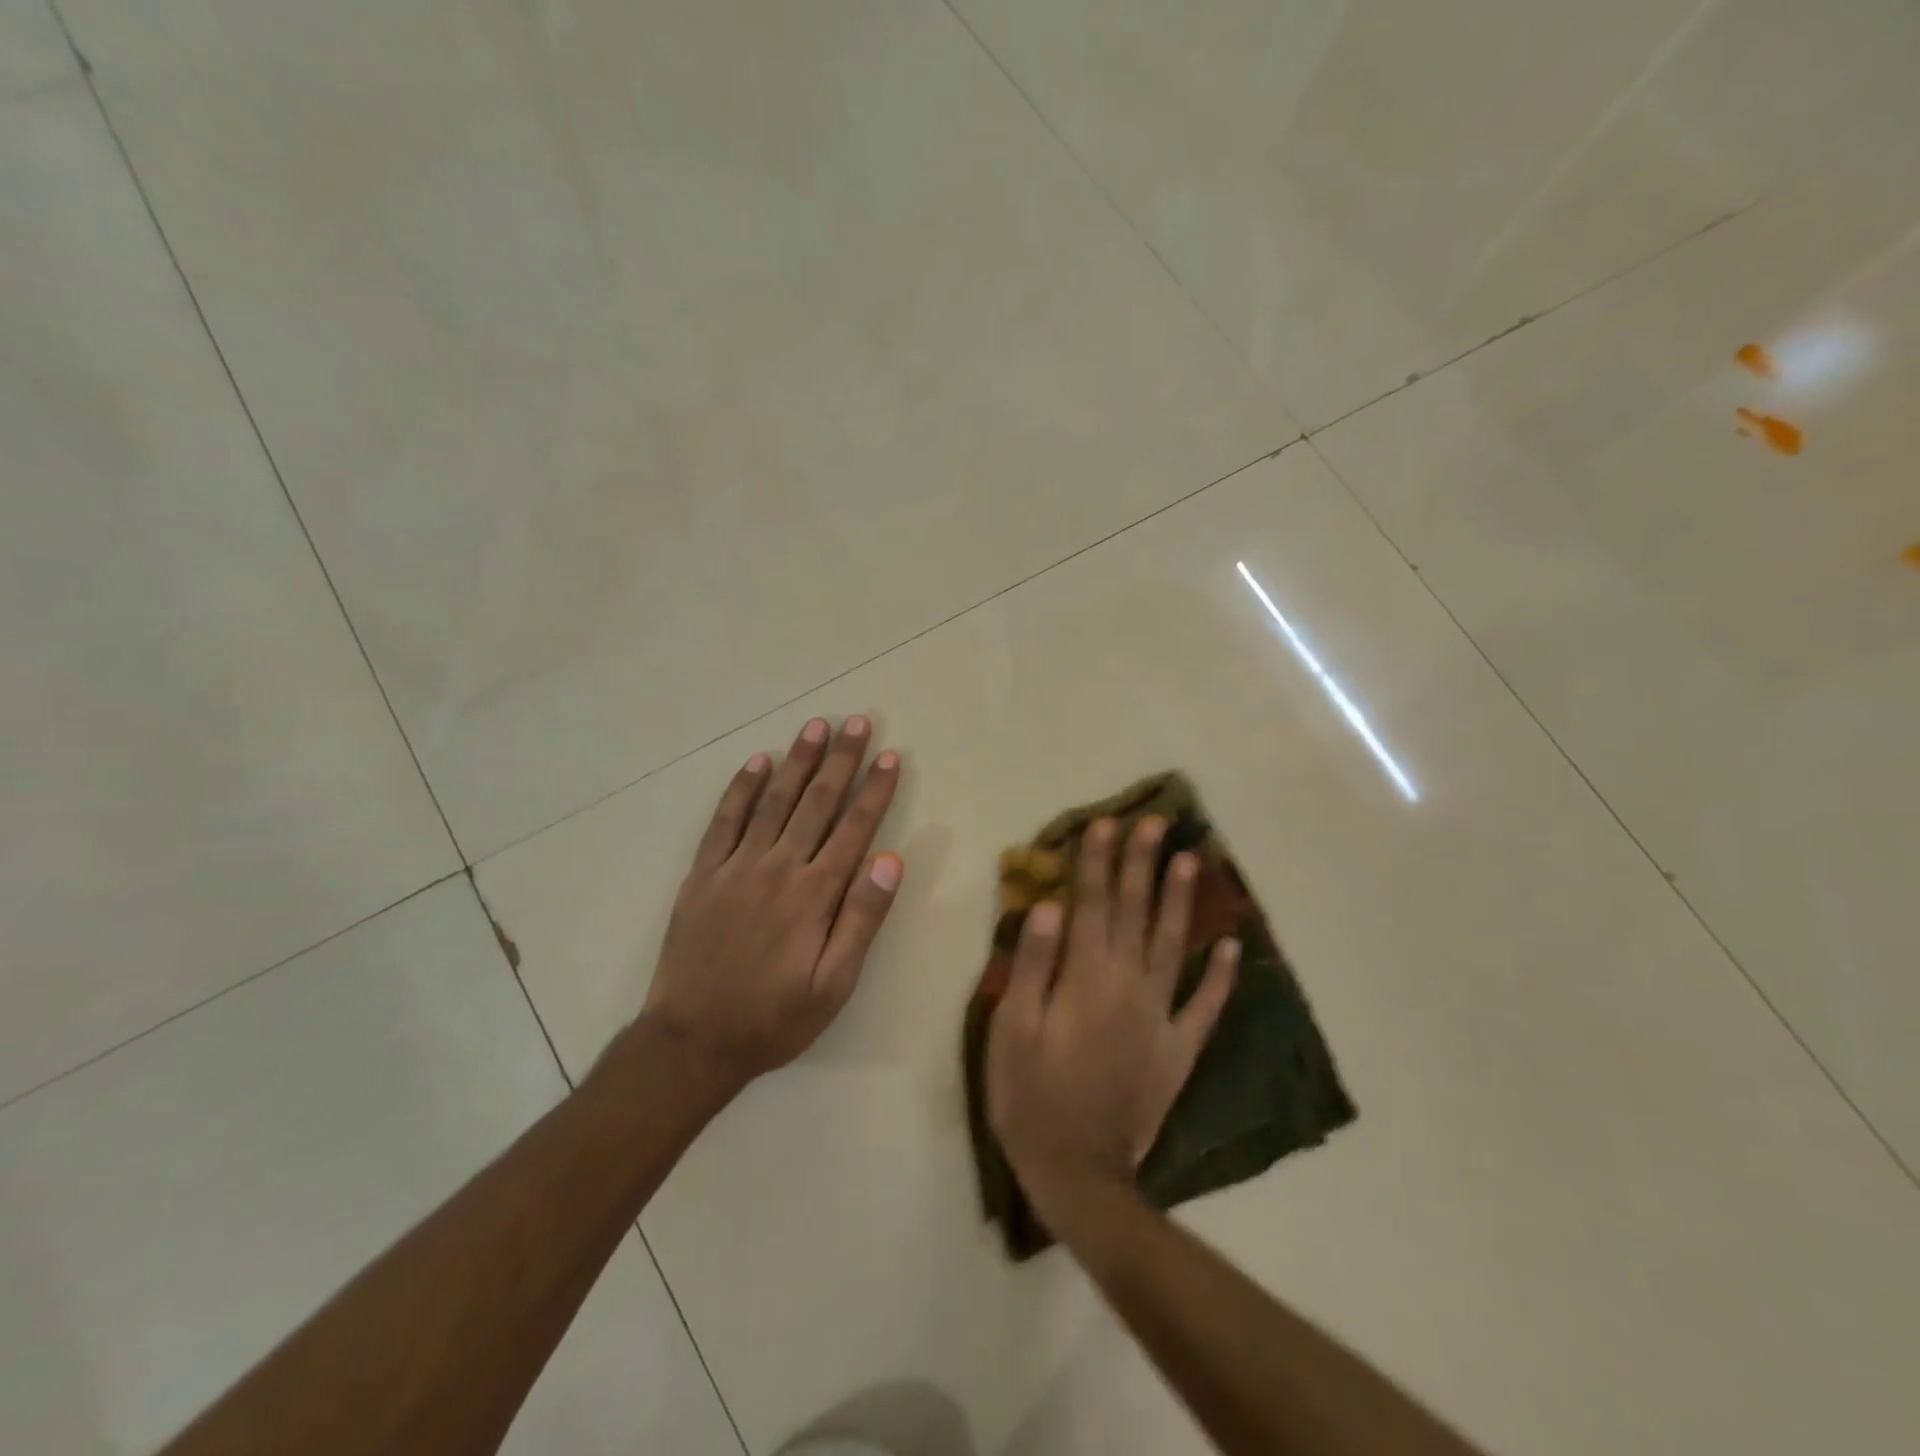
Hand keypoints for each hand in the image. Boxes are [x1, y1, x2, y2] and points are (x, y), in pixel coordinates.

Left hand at [641, 715, 903, 1091]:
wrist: (692, 1040)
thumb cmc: (773, 1018)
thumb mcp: (834, 985)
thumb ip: (862, 920)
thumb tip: (891, 861)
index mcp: (814, 894)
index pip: (854, 829)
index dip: (875, 790)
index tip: (890, 756)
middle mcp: (778, 868)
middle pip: (816, 803)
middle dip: (841, 760)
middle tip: (857, 722)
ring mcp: (736, 866)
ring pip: (774, 801)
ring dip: (797, 761)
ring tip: (816, 727)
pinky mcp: (704, 874)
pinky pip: (724, 821)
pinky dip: (741, 789)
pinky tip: (756, 763)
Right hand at [985, 816, 1237, 1228]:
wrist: (1078, 1173)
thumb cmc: (1030, 1095)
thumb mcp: (1013, 1028)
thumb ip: (1034, 964)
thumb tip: (1050, 906)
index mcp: (1086, 976)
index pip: (1092, 903)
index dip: (1097, 860)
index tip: (1105, 822)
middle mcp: (1129, 984)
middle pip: (1137, 912)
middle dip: (1143, 863)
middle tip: (1156, 822)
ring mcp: (1160, 1016)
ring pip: (1174, 944)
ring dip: (1182, 900)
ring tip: (1192, 860)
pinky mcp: (1179, 1050)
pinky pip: (1205, 1007)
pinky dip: (1220, 976)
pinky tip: (1233, 947)